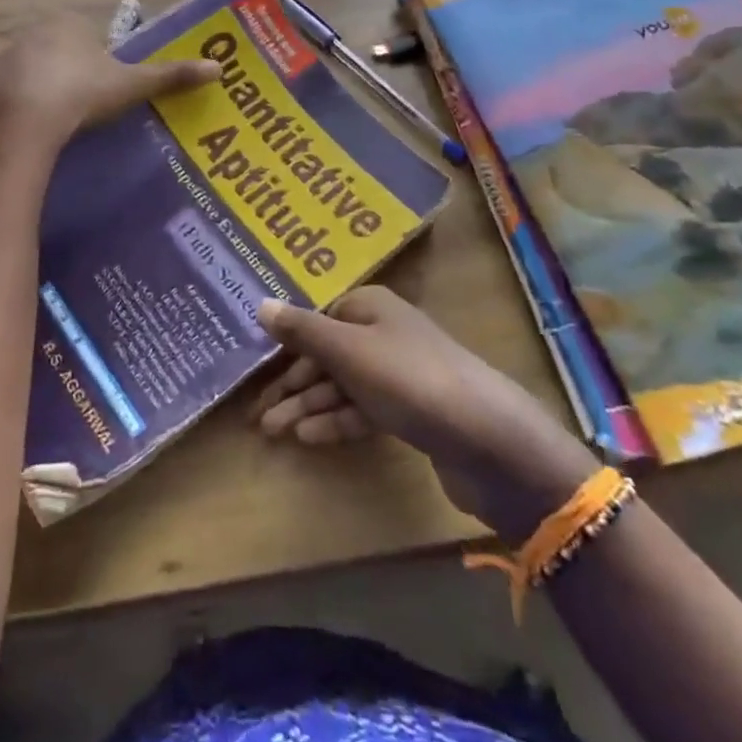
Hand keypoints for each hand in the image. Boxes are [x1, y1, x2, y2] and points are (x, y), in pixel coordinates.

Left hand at [0, 13, 218, 147]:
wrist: (26, 123)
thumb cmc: (83, 94)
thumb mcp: (132, 85)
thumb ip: (171, 75)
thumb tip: (217, 68)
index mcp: (69, 22)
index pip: (88, 34)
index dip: (99, 60)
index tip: (106, 88)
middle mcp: (34, 30)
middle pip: (60, 49)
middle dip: (72, 71)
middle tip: (87, 106)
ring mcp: (7, 55)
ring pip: (35, 69)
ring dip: (46, 86)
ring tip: (61, 120)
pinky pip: (12, 90)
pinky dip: (23, 103)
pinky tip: (36, 127)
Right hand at [249, 287, 600, 536]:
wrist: (487, 438)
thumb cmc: (409, 378)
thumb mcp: (348, 350)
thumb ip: (302, 330)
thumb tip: (259, 303)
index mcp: (369, 307)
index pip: (317, 320)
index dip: (286, 345)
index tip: (254, 370)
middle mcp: (383, 333)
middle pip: (326, 355)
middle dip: (292, 384)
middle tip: (257, 413)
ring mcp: (398, 375)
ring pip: (341, 386)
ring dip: (308, 406)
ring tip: (272, 430)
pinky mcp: (410, 412)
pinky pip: (362, 412)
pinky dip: (335, 422)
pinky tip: (307, 437)